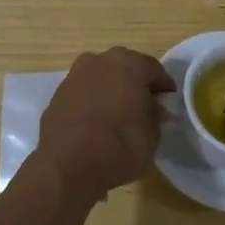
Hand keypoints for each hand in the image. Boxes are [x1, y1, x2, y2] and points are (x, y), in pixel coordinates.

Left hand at [35, 47, 174, 199]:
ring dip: (110, 94)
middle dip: (134, 87)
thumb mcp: (152, 136)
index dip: (163, 88)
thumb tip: (154, 111)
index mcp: (129, 63)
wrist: (68, 163)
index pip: (154, 70)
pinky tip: (95, 128)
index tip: (168, 104)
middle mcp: (99, 61)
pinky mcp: (56, 96)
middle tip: (143, 110)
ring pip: (100, 81)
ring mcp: (74, 76)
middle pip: (124, 70)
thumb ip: (155, 117)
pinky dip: (90, 106)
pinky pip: (82, 97)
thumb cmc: (120, 145)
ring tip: (117, 120)